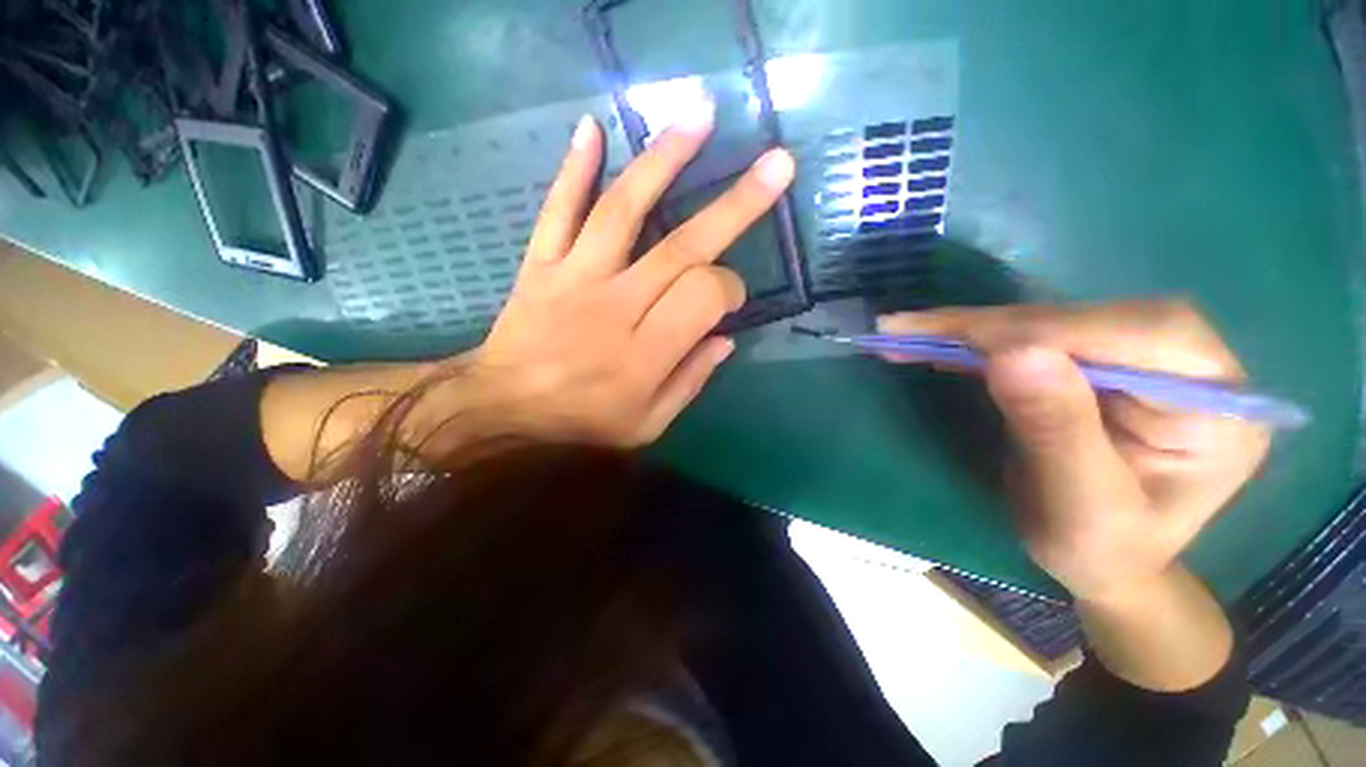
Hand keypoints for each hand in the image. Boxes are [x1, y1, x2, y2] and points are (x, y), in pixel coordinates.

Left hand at [466, 107, 795, 445]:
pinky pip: (558, 209)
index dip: (729, 288)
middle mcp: (615, 306)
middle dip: (735, 205)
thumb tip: (725, 339)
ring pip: (623, 210)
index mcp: (645, 353)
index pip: (704, 297)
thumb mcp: (647, 424)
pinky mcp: (541, 264)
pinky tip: (592, 128)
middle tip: (776, 165)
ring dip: (664, 160)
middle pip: (682, 246)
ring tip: (700, 116)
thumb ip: (690, 381)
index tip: (732, 295)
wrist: (504, 411)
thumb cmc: (583, 423)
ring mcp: (575, 277)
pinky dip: (573, 168)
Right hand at [878, 301, 1270, 601]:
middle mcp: (1191, 367)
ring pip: (1052, 321)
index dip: (1049, 330)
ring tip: (910, 332)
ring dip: (975, 328)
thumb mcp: (1081, 508)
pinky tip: (936, 341)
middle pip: (1091, 318)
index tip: (961, 338)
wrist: (1100, 562)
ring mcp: (1140, 360)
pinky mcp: (1095, 363)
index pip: (1145, 335)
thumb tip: (1012, 351)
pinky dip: (975, 340)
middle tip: (912, 328)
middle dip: (995, 324)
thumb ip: (1056, 430)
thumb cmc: (1102, 553)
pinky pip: (1031, 339)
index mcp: (1220, 407)